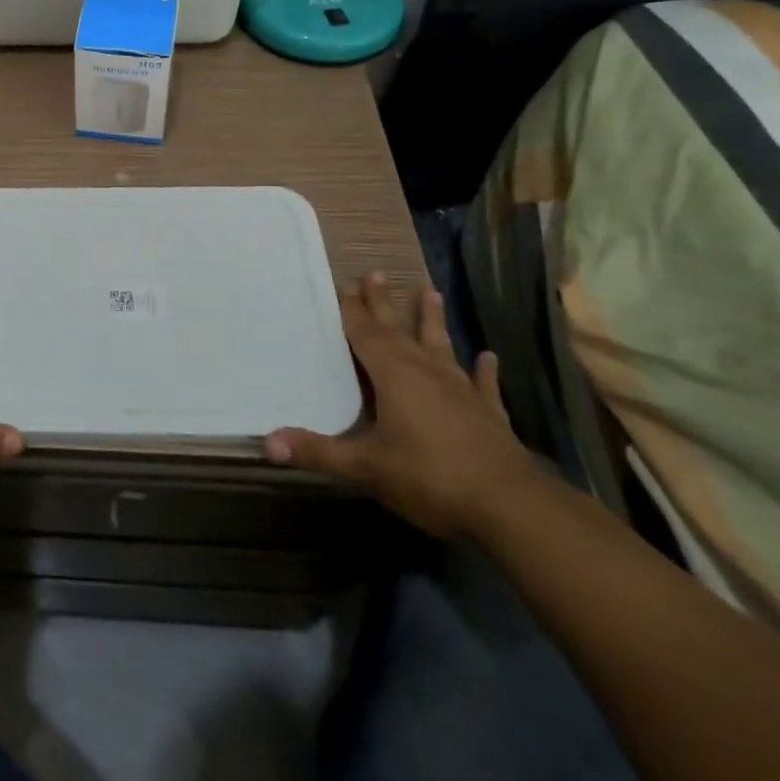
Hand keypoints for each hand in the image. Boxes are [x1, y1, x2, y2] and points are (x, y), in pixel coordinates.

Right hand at [265, 273, 537, 538]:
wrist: (512, 507)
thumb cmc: (430, 478)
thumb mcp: (366, 467)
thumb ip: (318, 452)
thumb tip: (267, 442)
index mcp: (393, 376)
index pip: (365, 334)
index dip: (351, 310)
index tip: (341, 285)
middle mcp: (426, 372)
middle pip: (398, 330)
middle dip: (383, 303)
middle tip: (374, 272)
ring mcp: (461, 390)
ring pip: (441, 345)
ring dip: (432, 320)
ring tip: (430, 291)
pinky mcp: (489, 414)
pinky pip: (483, 384)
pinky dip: (483, 370)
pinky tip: (488, 357)